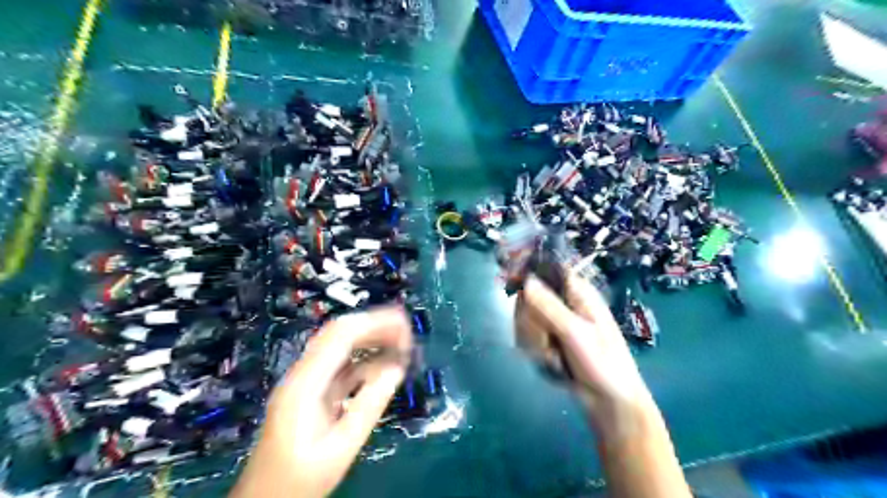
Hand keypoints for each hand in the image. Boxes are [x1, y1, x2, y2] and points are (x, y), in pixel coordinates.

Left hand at [225, 308, 410, 497]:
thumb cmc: (299, 480)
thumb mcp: (340, 448)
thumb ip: (368, 406)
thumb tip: (397, 368)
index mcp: (304, 383)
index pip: (340, 335)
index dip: (374, 323)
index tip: (405, 325)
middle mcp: (303, 374)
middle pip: (339, 333)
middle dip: (375, 325)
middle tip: (407, 332)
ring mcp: (306, 381)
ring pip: (340, 346)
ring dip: (371, 339)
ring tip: (402, 344)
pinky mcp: (312, 392)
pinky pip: (341, 366)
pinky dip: (365, 360)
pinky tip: (385, 366)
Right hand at [517, 274, 653, 424]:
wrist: (609, 402)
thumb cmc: (602, 363)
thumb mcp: (576, 333)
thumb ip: (549, 306)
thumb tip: (526, 279)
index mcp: (577, 292)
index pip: (546, 270)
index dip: (528, 275)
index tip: (513, 288)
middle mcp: (563, 302)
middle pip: (528, 296)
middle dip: (531, 322)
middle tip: (547, 339)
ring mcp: (553, 322)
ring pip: (524, 318)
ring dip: (534, 341)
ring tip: (554, 357)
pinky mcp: (546, 339)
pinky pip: (526, 336)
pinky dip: (535, 352)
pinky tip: (551, 363)